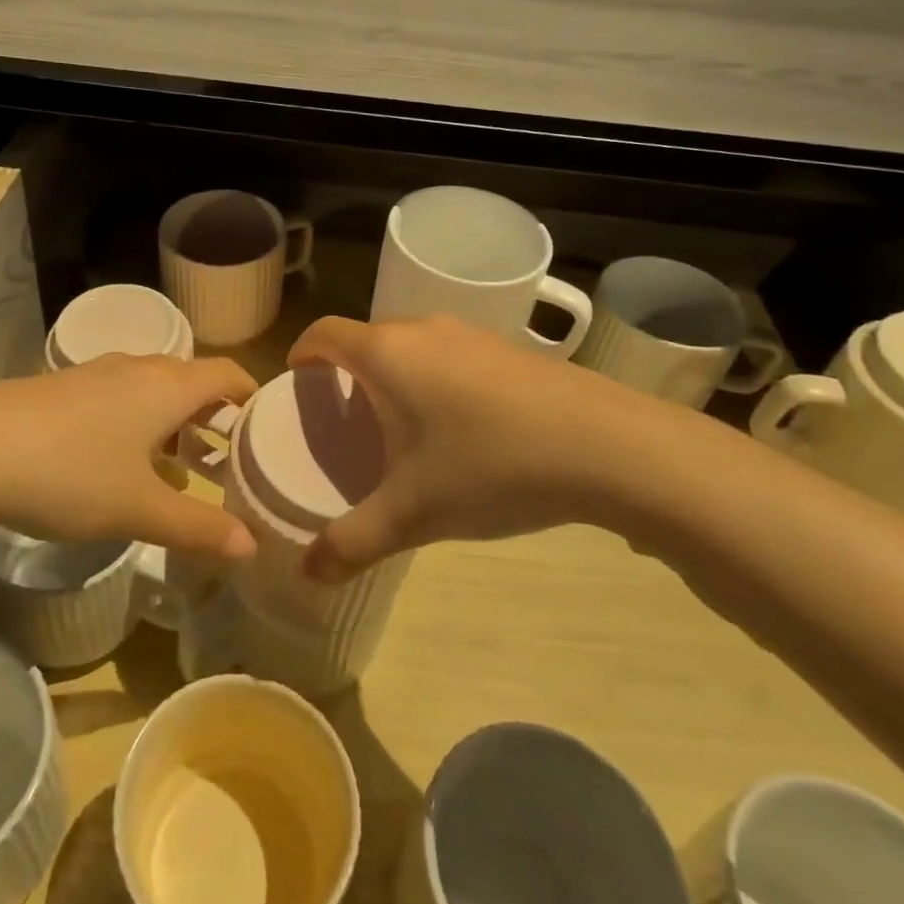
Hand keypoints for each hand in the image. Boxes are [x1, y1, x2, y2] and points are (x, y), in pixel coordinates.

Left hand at [0, 354, 258, 561]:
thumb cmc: (70, 473)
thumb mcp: (139, 508)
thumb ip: (198, 526)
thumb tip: (250, 546)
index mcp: (168, 385)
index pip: (228, 374)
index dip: (252, 396)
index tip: (266, 430)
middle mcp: (138, 368)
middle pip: (192, 381)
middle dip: (214, 417)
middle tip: (229, 461)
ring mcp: (96, 374)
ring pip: (153, 391)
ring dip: (173, 423)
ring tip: (181, 469)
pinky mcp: (63, 388)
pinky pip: (120, 398)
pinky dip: (138, 423)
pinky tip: (120, 465)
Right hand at [288, 315, 707, 580]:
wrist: (606, 445)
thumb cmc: (489, 465)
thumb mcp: (413, 513)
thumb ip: (353, 542)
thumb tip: (307, 574)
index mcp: (386, 353)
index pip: (324, 332)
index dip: (303, 353)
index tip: (297, 384)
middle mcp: (423, 330)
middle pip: (367, 339)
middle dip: (347, 372)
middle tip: (345, 419)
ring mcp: (471, 334)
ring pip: (412, 346)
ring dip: (395, 375)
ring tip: (399, 426)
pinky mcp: (508, 349)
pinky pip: (450, 355)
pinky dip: (434, 379)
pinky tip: (459, 428)